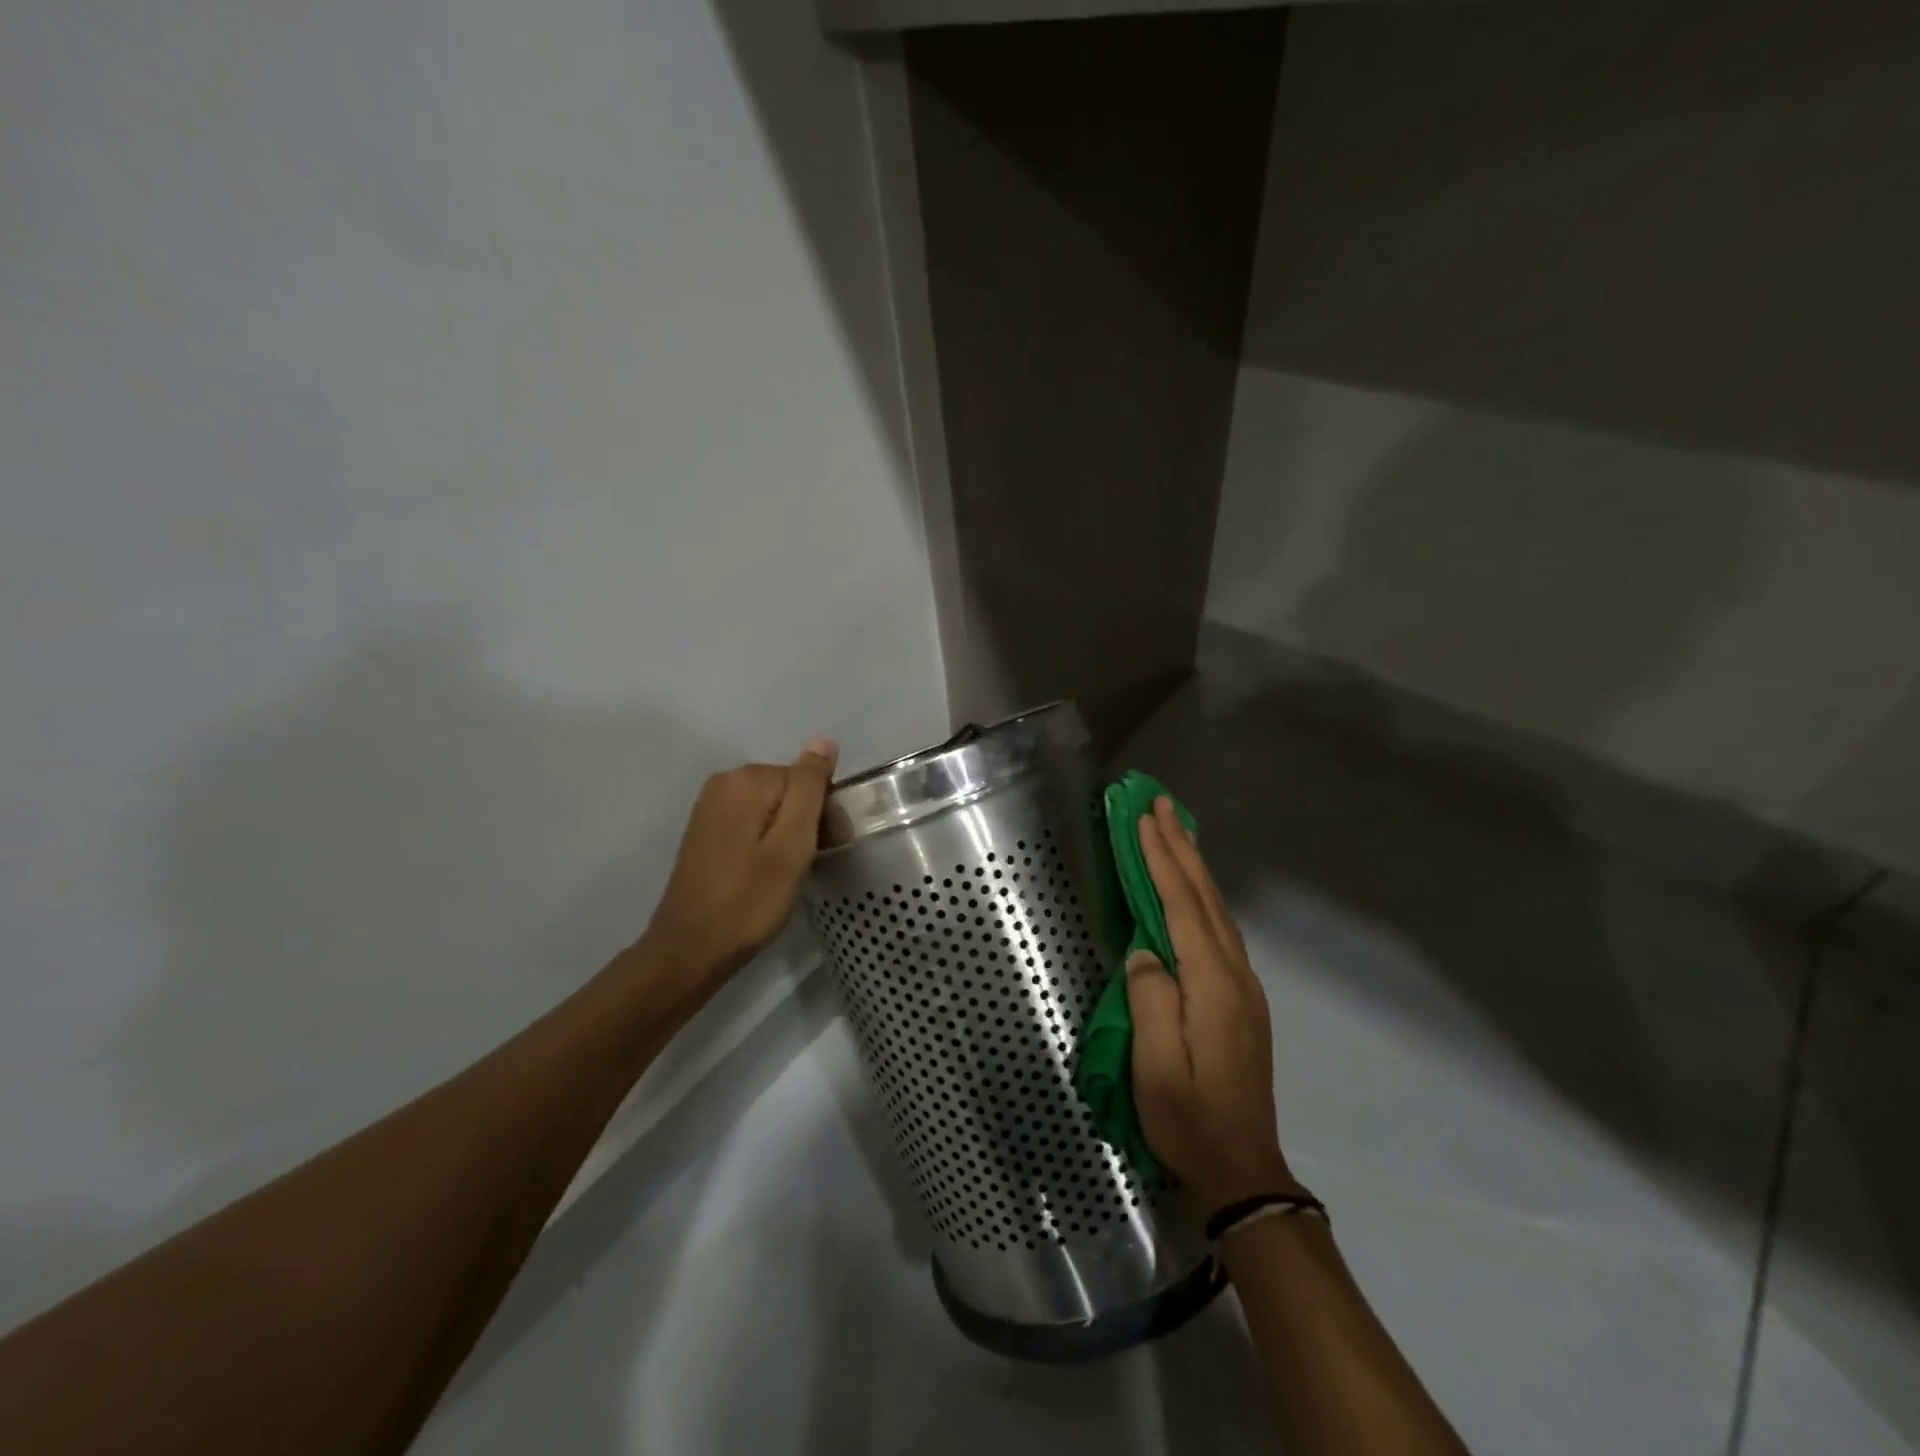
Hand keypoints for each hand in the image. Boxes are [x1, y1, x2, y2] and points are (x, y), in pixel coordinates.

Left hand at [636, 739, 838, 1005]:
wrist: (691, 949)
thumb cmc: (750, 899)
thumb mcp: (792, 843)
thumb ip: (809, 788)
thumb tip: (824, 741)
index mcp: (746, 779)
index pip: (807, 779)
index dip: (823, 814)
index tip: (823, 849)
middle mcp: (724, 782)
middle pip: (788, 790)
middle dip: (805, 822)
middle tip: (804, 865)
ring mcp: (710, 806)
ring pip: (772, 808)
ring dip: (787, 835)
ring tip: (784, 874)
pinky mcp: (706, 830)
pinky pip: (752, 822)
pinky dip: (765, 842)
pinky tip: (763, 873)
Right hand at [1125, 796, 1296, 1210]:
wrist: (1243, 1169)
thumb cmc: (1189, 1120)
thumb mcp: (1156, 1069)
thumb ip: (1150, 1000)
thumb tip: (1145, 949)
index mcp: (1212, 986)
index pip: (1182, 906)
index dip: (1161, 860)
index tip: (1143, 819)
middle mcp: (1235, 975)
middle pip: (1205, 897)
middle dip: (1182, 846)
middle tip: (1162, 804)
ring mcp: (1243, 986)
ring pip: (1217, 909)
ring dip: (1194, 865)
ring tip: (1176, 830)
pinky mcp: (1241, 998)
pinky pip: (1219, 928)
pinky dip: (1202, 895)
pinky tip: (1193, 888)